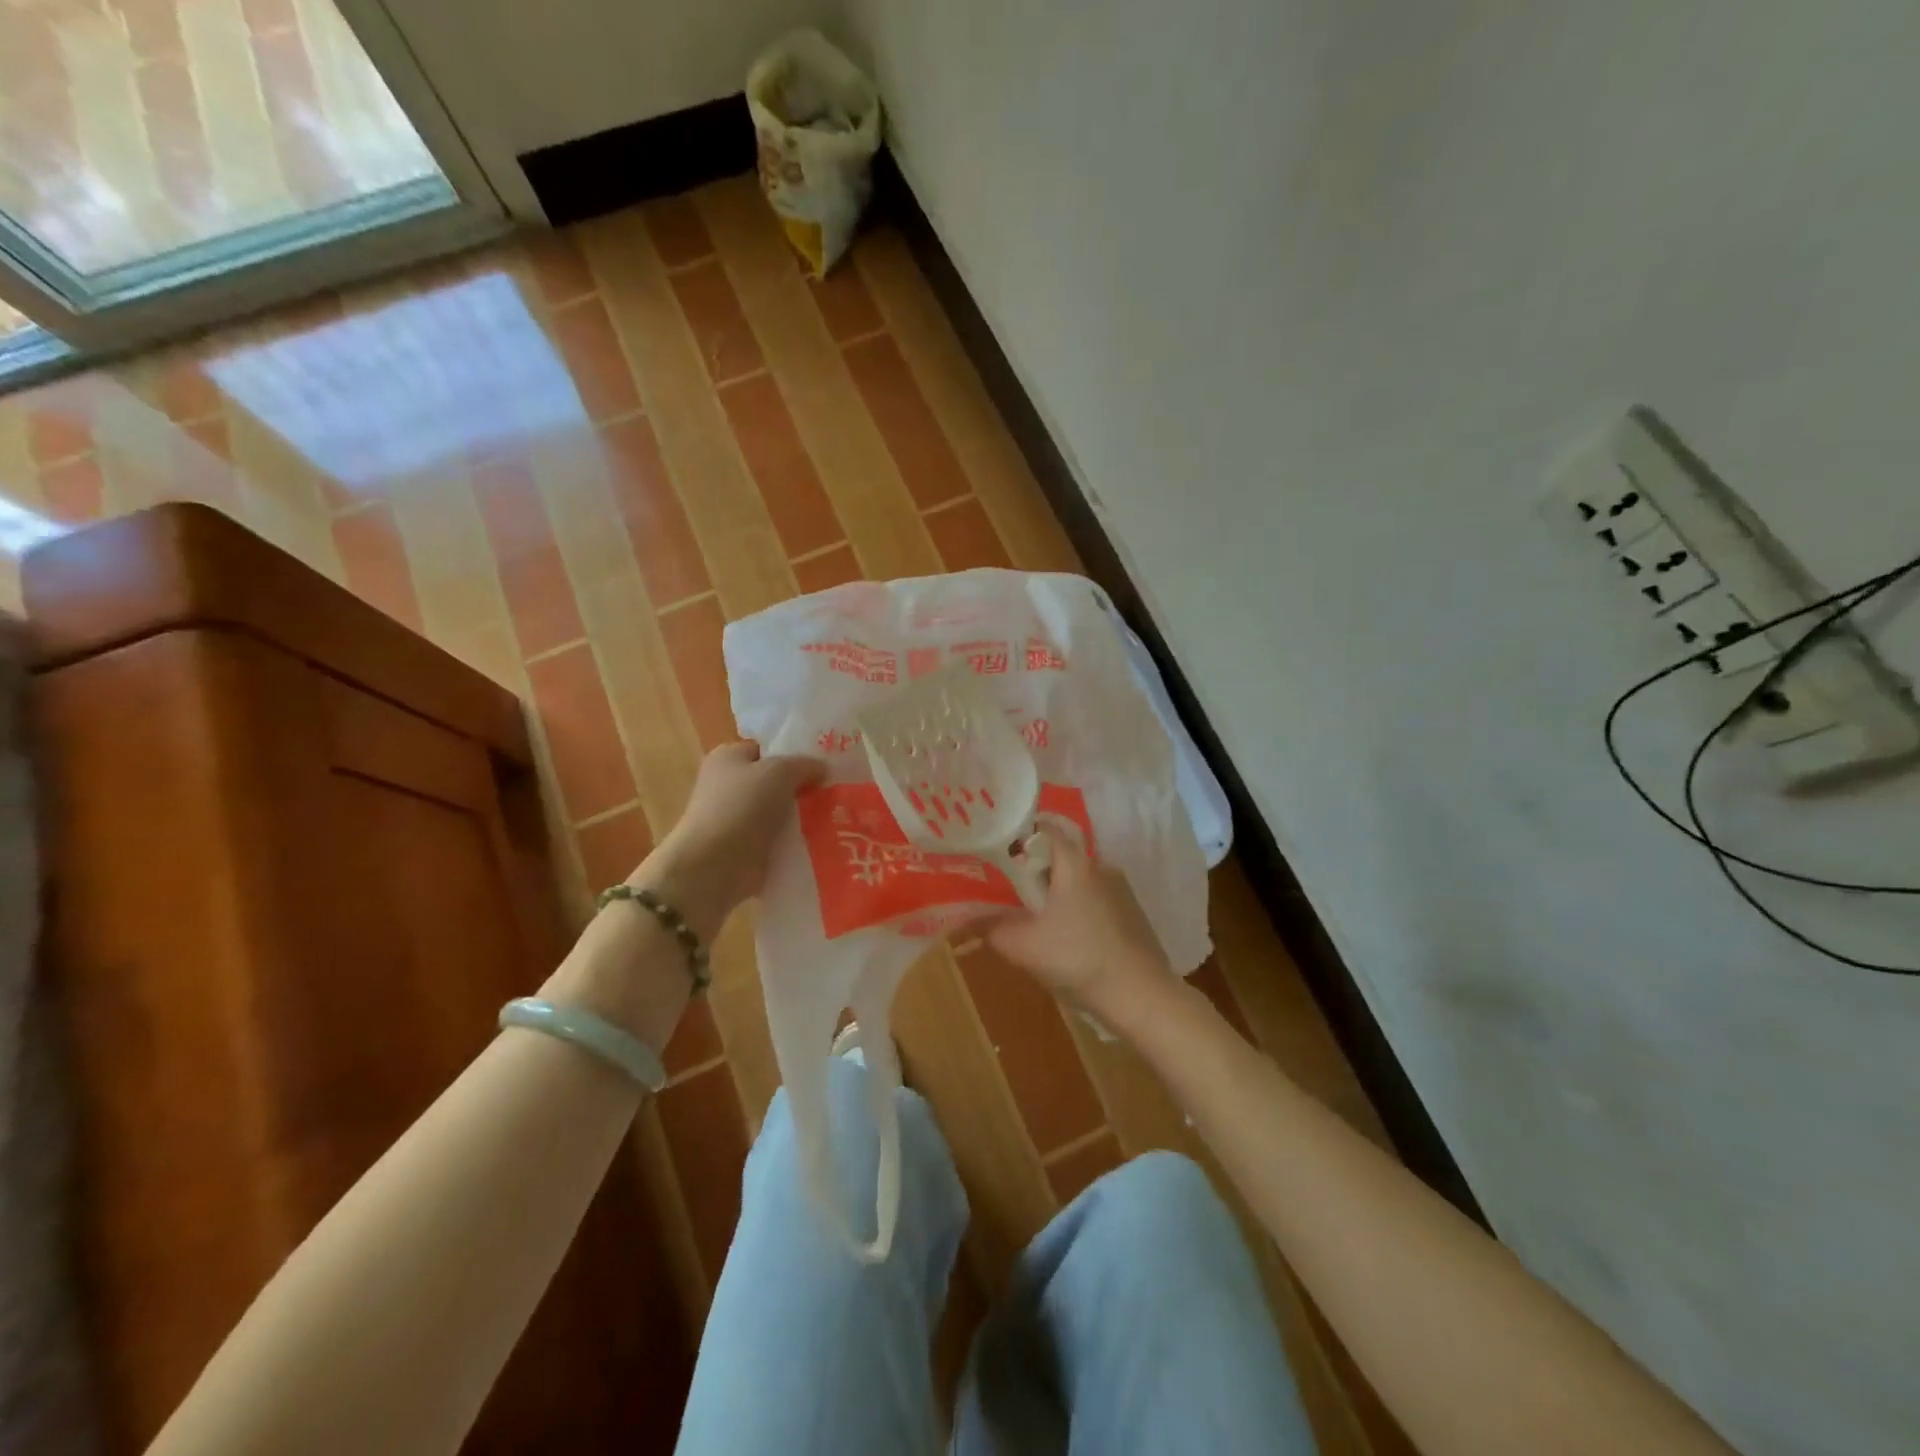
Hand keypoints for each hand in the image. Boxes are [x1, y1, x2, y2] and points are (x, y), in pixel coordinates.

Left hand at [630, 743, 824, 940]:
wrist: (715, 865)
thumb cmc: (742, 805)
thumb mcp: (779, 771)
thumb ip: (804, 764)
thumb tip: (822, 768)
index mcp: (728, 757)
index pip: (766, 749)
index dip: (794, 754)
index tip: (825, 765)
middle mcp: (728, 785)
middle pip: (775, 782)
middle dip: (803, 788)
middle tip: (835, 791)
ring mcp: (735, 819)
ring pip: (779, 812)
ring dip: (802, 816)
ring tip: (836, 817)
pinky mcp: (745, 848)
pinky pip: (777, 838)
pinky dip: (795, 841)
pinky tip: (820, 841)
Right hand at [987, 829, 1174, 1024]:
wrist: (1141, 996)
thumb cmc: (1078, 959)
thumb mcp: (1023, 946)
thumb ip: (991, 928)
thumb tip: (965, 919)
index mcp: (1074, 863)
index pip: (1043, 829)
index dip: (1017, 836)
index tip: (995, 852)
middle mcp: (1100, 866)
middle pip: (1058, 856)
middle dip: (1032, 871)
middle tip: (1006, 891)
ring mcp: (1121, 890)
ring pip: (1077, 881)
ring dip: (1055, 894)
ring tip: (1033, 918)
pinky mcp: (1132, 914)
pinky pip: (1094, 900)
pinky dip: (1076, 910)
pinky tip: (1066, 938)